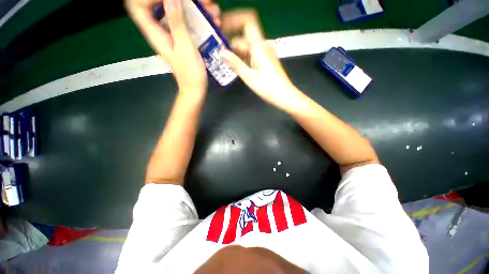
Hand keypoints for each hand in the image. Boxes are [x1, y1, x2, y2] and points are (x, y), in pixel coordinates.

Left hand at [125, 0, 220, 92]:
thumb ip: (177, 22)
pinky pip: (187, 19)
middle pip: (157, 3)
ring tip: (210, 8)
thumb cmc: (190, 74)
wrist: (196, 89)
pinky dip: (199, 15)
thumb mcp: (185, 48)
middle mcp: (161, 29)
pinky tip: (212, 19)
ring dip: (193, 5)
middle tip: (200, 1)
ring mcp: (173, 32)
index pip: (137, 5)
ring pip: (176, 8)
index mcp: (155, 32)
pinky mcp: (184, 36)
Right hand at [220, 10, 305, 111]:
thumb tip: (221, 52)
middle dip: (231, 44)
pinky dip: (243, 59)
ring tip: (226, 64)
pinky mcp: (265, 60)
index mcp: (259, 46)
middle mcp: (262, 46)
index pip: (247, 21)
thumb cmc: (268, 88)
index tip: (222, 29)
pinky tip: (237, 68)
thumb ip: (235, 63)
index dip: (234, 21)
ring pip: (247, 47)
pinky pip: (252, 54)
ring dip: (236, 53)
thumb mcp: (249, 77)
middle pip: (244, 38)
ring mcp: (265, 53)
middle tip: (219, 56)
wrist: (284, 95)